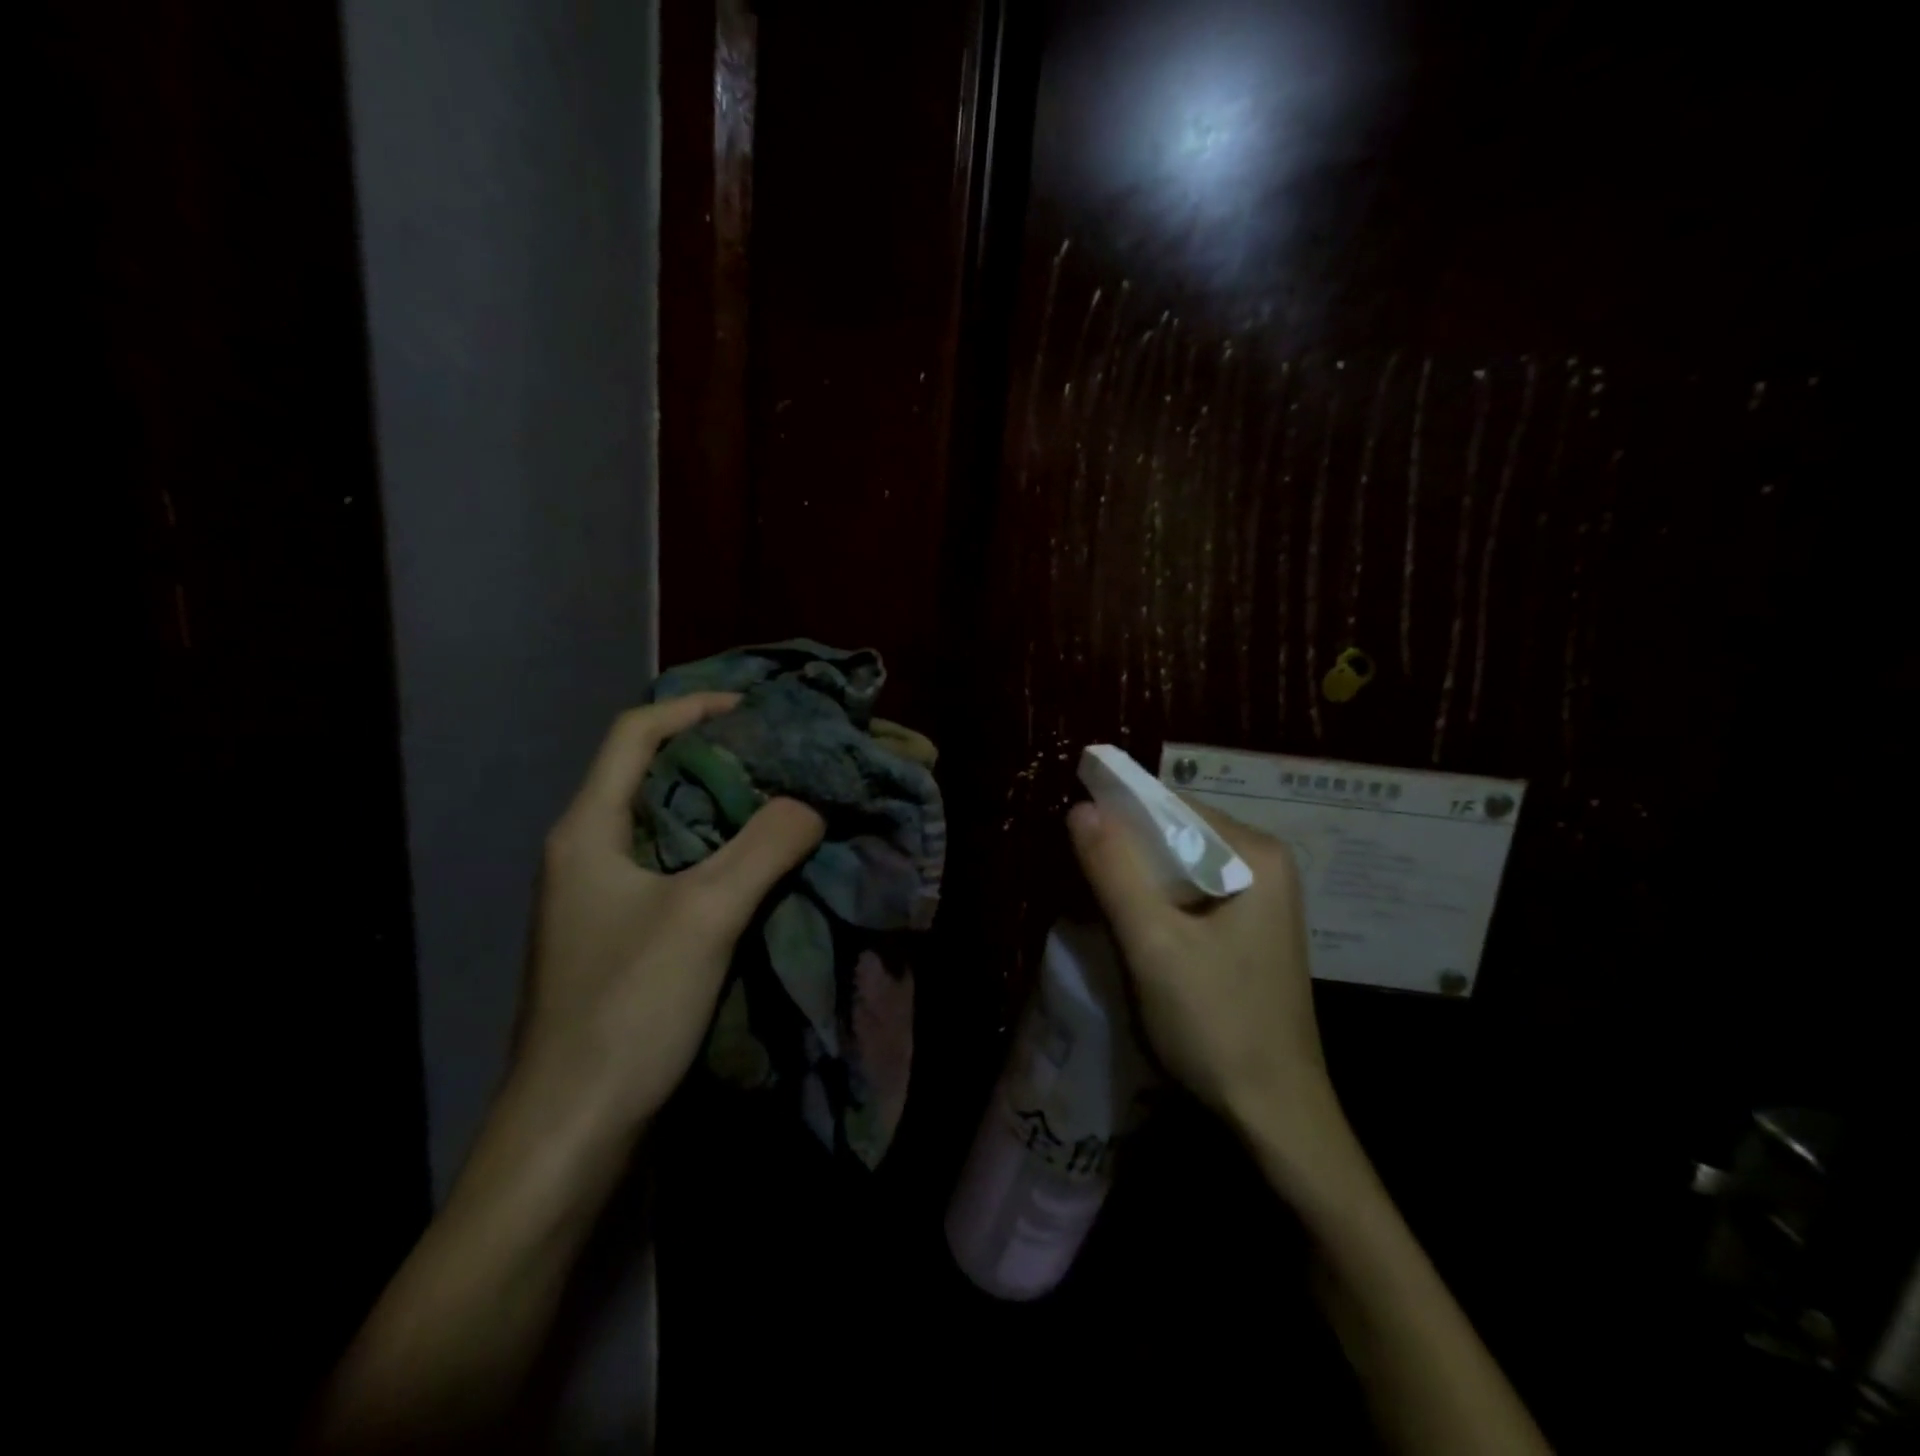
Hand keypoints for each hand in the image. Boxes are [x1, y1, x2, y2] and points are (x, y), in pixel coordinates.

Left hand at [520, 694, 824, 1125]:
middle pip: (653, 775)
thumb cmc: (628, 1008)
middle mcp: (588, 853)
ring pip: (669, 825)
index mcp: (588, 829)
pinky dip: (719, 853)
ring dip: (724, 807)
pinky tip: (761, 865)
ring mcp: (602, 898)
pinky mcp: (622, 936)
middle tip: (784, 754)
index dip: (694, 707)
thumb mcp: (705, 914)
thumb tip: (811, 803)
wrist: (572, 1132)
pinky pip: (676, 869)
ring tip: (785, 800)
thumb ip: (764, 847)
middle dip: (718, 755)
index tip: (756, 709)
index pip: (636, 733)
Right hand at [1067, 797, 1350, 1194]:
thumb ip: (1115, 871)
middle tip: (1079, 872)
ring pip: (1182, 867)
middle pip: (1179, 835)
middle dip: (1128, 850)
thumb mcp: (1153, 944)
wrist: (1275, 1117)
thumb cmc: (1217, 1024)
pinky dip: (1158, 903)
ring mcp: (1262, 899)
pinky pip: (1193, 895)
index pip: (1173, 806)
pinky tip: (1132, 925)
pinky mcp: (1250, 930)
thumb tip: (1080, 807)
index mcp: (1256, 853)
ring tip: (1096, 898)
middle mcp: (1266, 864)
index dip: (1119, 814)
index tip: (1072, 834)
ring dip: (1139, 879)